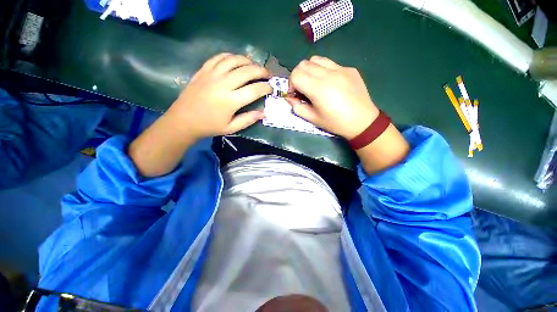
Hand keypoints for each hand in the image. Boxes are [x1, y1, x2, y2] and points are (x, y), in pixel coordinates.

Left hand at [128, 53, 271, 176]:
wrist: (184, 120)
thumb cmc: (209, 126)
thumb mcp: (231, 128)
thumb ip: (248, 120)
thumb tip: (263, 113)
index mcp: (230, 101)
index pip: (254, 90)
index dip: (266, 88)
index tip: (271, 88)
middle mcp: (223, 84)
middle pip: (247, 71)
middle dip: (261, 71)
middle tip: (268, 75)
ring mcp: (212, 74)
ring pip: (234, 60)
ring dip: (248, 61)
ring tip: (255, 66)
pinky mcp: (204, 70)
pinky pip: (220, 57)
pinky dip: (231, 56)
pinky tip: (237, 61)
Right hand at [287, 56, 408, 173]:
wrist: (362, 121)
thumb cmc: (335, 123)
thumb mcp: (313, 119)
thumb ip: (297, 107)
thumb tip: (289, 97)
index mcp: (318, 88)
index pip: (295, 75)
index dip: (291, 85)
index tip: (295, 95)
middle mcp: (328, 74)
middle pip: (303, 64)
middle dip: (298, 76)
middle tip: (302, 89)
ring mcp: (341, 68)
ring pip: (316, 59)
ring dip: (309, 70)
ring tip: (314, 83)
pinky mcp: (349, 68)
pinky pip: (330, 63)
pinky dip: (323, 70)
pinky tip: (329, 84)